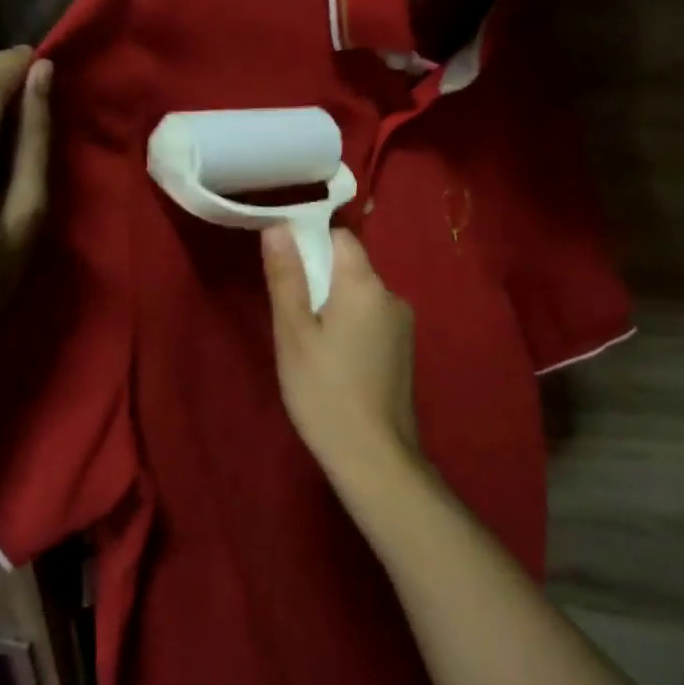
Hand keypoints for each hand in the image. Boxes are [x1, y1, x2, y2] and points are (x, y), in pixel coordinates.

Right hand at [262, 226, 427, 493]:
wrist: (375, 457)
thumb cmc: (324, 392)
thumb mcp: (294, 334)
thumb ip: (287, 277)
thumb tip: (279, 227)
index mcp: (365, 285)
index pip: (340, 238)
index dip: (311, 245)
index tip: (287, 274)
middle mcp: (391, 296)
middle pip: (350, 267)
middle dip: (320, 281)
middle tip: (292, 320)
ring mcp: (403, 324)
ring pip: (360, 296)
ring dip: (335, 306)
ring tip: (311, 346)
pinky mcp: (404, 349)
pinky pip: (372, 319)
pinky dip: (351, 327)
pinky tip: (336, 363)